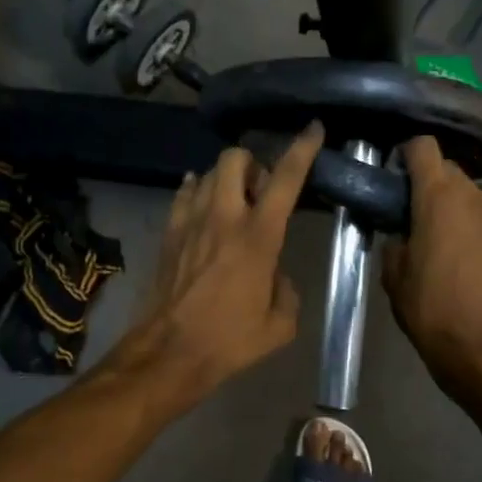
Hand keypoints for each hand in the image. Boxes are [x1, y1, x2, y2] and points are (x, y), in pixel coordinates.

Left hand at [110, 124, 323, 406]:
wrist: (169, 352)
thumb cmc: (230, 341)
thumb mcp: (279, 324)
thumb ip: (285, 289)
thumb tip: (274, 274)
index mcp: (259, 236)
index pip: (284, 179)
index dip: (301, 149)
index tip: (313, 128)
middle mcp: (223, 217)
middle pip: (233, 158)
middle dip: (251, 162)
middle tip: (260, 190)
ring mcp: (190, 222)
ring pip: (206, 173)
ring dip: (224, 179)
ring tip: (233, 202)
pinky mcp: (168, 233)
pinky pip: (182, 194)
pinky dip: (196, 190)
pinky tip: (203, 204)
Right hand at [381, 136, 481, 395]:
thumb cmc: (429, 309)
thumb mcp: (393, 276)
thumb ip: (395, 242)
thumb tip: (403, 234)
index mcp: (437, 199)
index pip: (424, 147)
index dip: (406, 153)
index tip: (393, 173)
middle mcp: (472, 199)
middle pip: (449, 170)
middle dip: (428, 181)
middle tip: (409, 210)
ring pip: (469, 195)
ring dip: (450, 205)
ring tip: (435, 236)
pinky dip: (469, 227)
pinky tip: (460, 259)